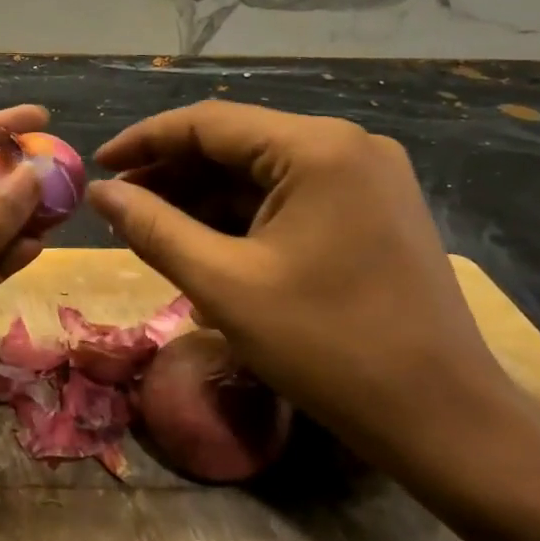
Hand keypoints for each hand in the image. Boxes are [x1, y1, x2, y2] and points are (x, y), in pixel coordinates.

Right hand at [86, 102, 515, 470]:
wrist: (442, 418)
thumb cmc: (326, 346)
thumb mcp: (222, 284)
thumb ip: (152, 228)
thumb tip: (100, 193)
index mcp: (317, 149)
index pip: (208, 123)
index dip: (144, 141)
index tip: (97, 166)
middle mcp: (347, 145)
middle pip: (236, 144)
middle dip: (172, 174)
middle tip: (119, 207)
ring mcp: (366, 177)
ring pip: (261, 172)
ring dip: (203, 197)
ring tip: (149, 227)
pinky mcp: (372, 209)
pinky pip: (289, 196)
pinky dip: (241, 216)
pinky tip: (202, 241)